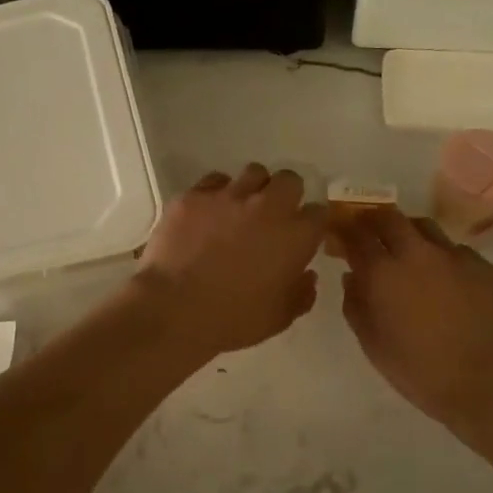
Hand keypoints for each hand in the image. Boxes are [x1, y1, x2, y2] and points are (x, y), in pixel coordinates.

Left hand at [134, 165, 326, 358]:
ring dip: (253, 188)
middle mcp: (267, 207)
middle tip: (273, 215)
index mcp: (295, 237)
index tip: (303, 234)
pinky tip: (208, 213)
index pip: (319, 213)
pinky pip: (214, 181)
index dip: (312, 222)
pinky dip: (216, 194)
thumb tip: (308, 276)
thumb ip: (301, 294)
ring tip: (241, 208)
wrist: (174, 310)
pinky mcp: (195, 196)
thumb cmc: (233, 319)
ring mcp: (229, 196)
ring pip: (253, 173)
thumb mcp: (278, 318)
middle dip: (286, 194)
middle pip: (289, 180)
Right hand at [337, 209, 492, 430]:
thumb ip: (356, 306)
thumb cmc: (421, 372)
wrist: (491, 385)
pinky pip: (456, 251)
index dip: (343, 229)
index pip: (356, 234)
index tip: (338, 232)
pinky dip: (442, 258)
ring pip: (425, 228)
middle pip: (390, 217)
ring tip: (407, 251)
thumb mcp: (374, 346)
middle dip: (374, 220)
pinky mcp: (485, 267)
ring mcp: (456, 256)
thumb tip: (352, 277)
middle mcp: (418, 253)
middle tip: (369, 232)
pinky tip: (446, 281)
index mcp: (384, 273)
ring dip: (408, 233)